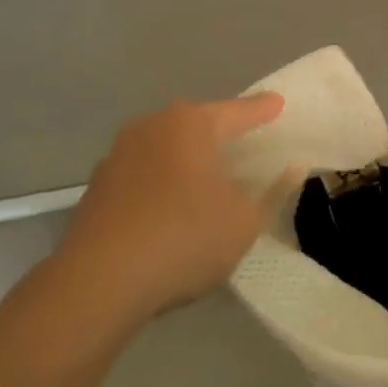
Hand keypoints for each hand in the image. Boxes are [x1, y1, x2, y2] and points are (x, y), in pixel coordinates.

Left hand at [54, 93, 285, 322]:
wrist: (98, 283)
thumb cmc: (184, 237)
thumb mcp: (244, 221)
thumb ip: (272, 192)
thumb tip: (290, 170)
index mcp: (191, 123)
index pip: (238, 112)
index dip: (262, 111)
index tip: (278, 104)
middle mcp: (152, 126)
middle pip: (198, 125)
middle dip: (221, 134)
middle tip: (246, 144)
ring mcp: (118, 155)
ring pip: (167, 149)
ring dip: (188, 161)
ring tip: (209, 180)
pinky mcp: (98, 188)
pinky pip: (144, 175)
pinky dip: (163, 183)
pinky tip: (172, 210)